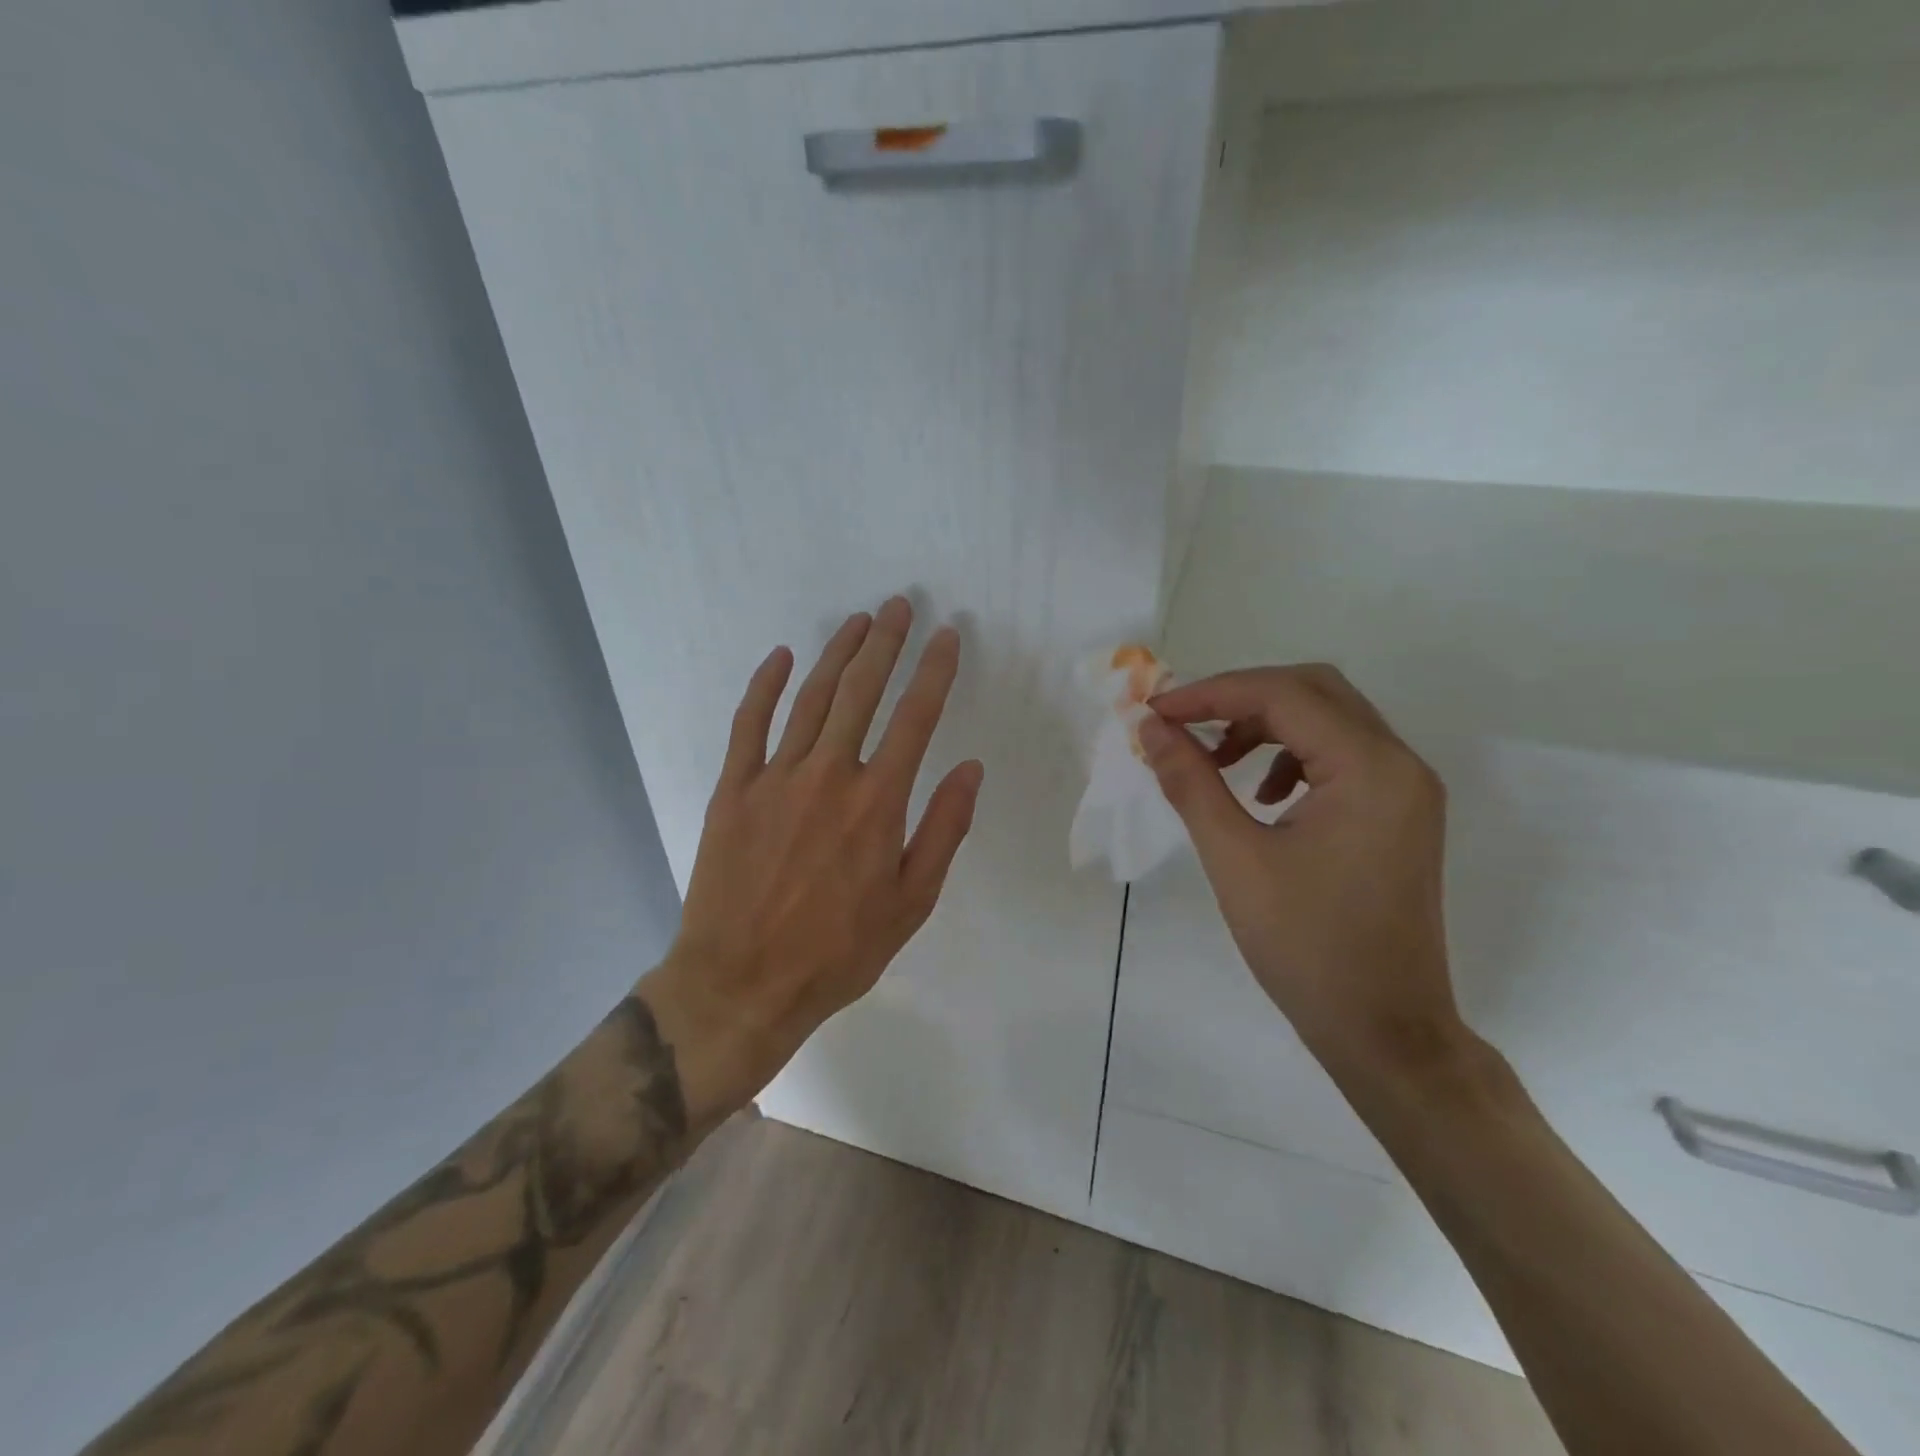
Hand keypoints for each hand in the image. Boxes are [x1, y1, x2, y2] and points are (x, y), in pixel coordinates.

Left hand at [643, 597, 983, 1115]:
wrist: (742, 984)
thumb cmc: (838, 951)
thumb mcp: (911, 903)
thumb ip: (944, 830)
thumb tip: (971, 768)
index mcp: (877, 803)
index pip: (915, 718)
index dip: (933, 671)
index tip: (947, 636)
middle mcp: (828, 776)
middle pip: (861, 693)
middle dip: (885, 644)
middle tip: (898, 605)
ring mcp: (775, 778)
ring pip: (811, 699)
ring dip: (837, 654)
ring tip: (857, 621)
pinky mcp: (733, 790)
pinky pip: (749, 724)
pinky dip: (765, 686)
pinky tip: (781, 656)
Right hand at [1138, 665, 1464, 1077]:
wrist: (1385, 1031)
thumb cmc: (1306, 947)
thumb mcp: (1235, 858)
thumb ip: (1191, 782)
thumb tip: (1152, 728)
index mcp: (1369, 769)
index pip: (1283, 694)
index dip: (1212, 693)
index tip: (1156, 712)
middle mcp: (1400, 764)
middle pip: (1314, 691)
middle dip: (1240, 698)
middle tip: (1185, 724)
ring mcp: (1407, 789)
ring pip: (1329, 719)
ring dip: (1267, 724)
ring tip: (1217, 762)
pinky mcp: (1400, 813)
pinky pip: (1343, 755)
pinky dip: (1293, 754)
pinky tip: (1262, 795)